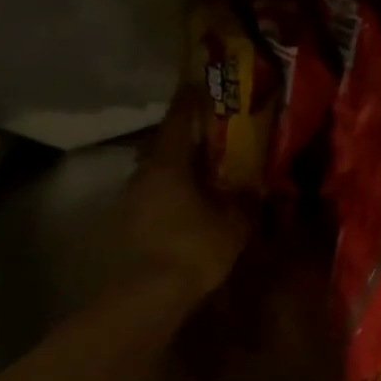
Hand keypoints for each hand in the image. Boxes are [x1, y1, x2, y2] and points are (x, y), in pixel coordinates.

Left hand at [115, 91, 254, 304]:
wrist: (147, 295)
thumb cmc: (192, 248)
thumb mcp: (233, 224)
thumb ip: (245, 201)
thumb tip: (255, 187)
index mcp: (169, 163)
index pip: (178, 119)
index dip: (190, 101)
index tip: (199, 85)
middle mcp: (143, 173)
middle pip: (164, 146)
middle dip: (186, 140)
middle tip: (210, 138)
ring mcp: (130, 200)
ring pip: (156, 174)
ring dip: (176, 171)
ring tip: (201, 177)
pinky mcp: (126, 225)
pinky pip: (151, 199)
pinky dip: (168, 196)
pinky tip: (185, 210)